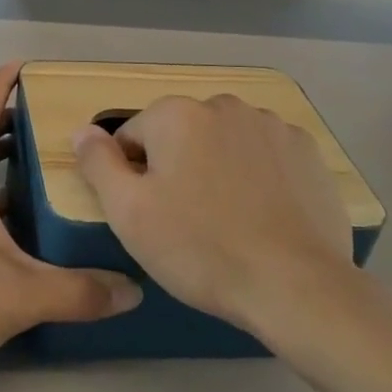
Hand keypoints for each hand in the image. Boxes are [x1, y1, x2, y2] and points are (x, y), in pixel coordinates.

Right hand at [72, 96, 357, 343]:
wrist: (297, 287)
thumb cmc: (200, 248)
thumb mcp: (129, 213)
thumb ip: (98, 163)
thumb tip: (83, 130)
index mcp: (175, 114)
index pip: (132, 136)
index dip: (132, 177)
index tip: (150, 215)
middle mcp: (222, 105)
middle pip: (180, 134)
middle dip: (176, 167)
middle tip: (186, 220)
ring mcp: (270, 125)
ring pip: (223, 142)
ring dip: (217, 167)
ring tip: (228, 220)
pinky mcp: (307, 151)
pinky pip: (264, 156)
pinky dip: (258, 175)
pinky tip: (263, 215)